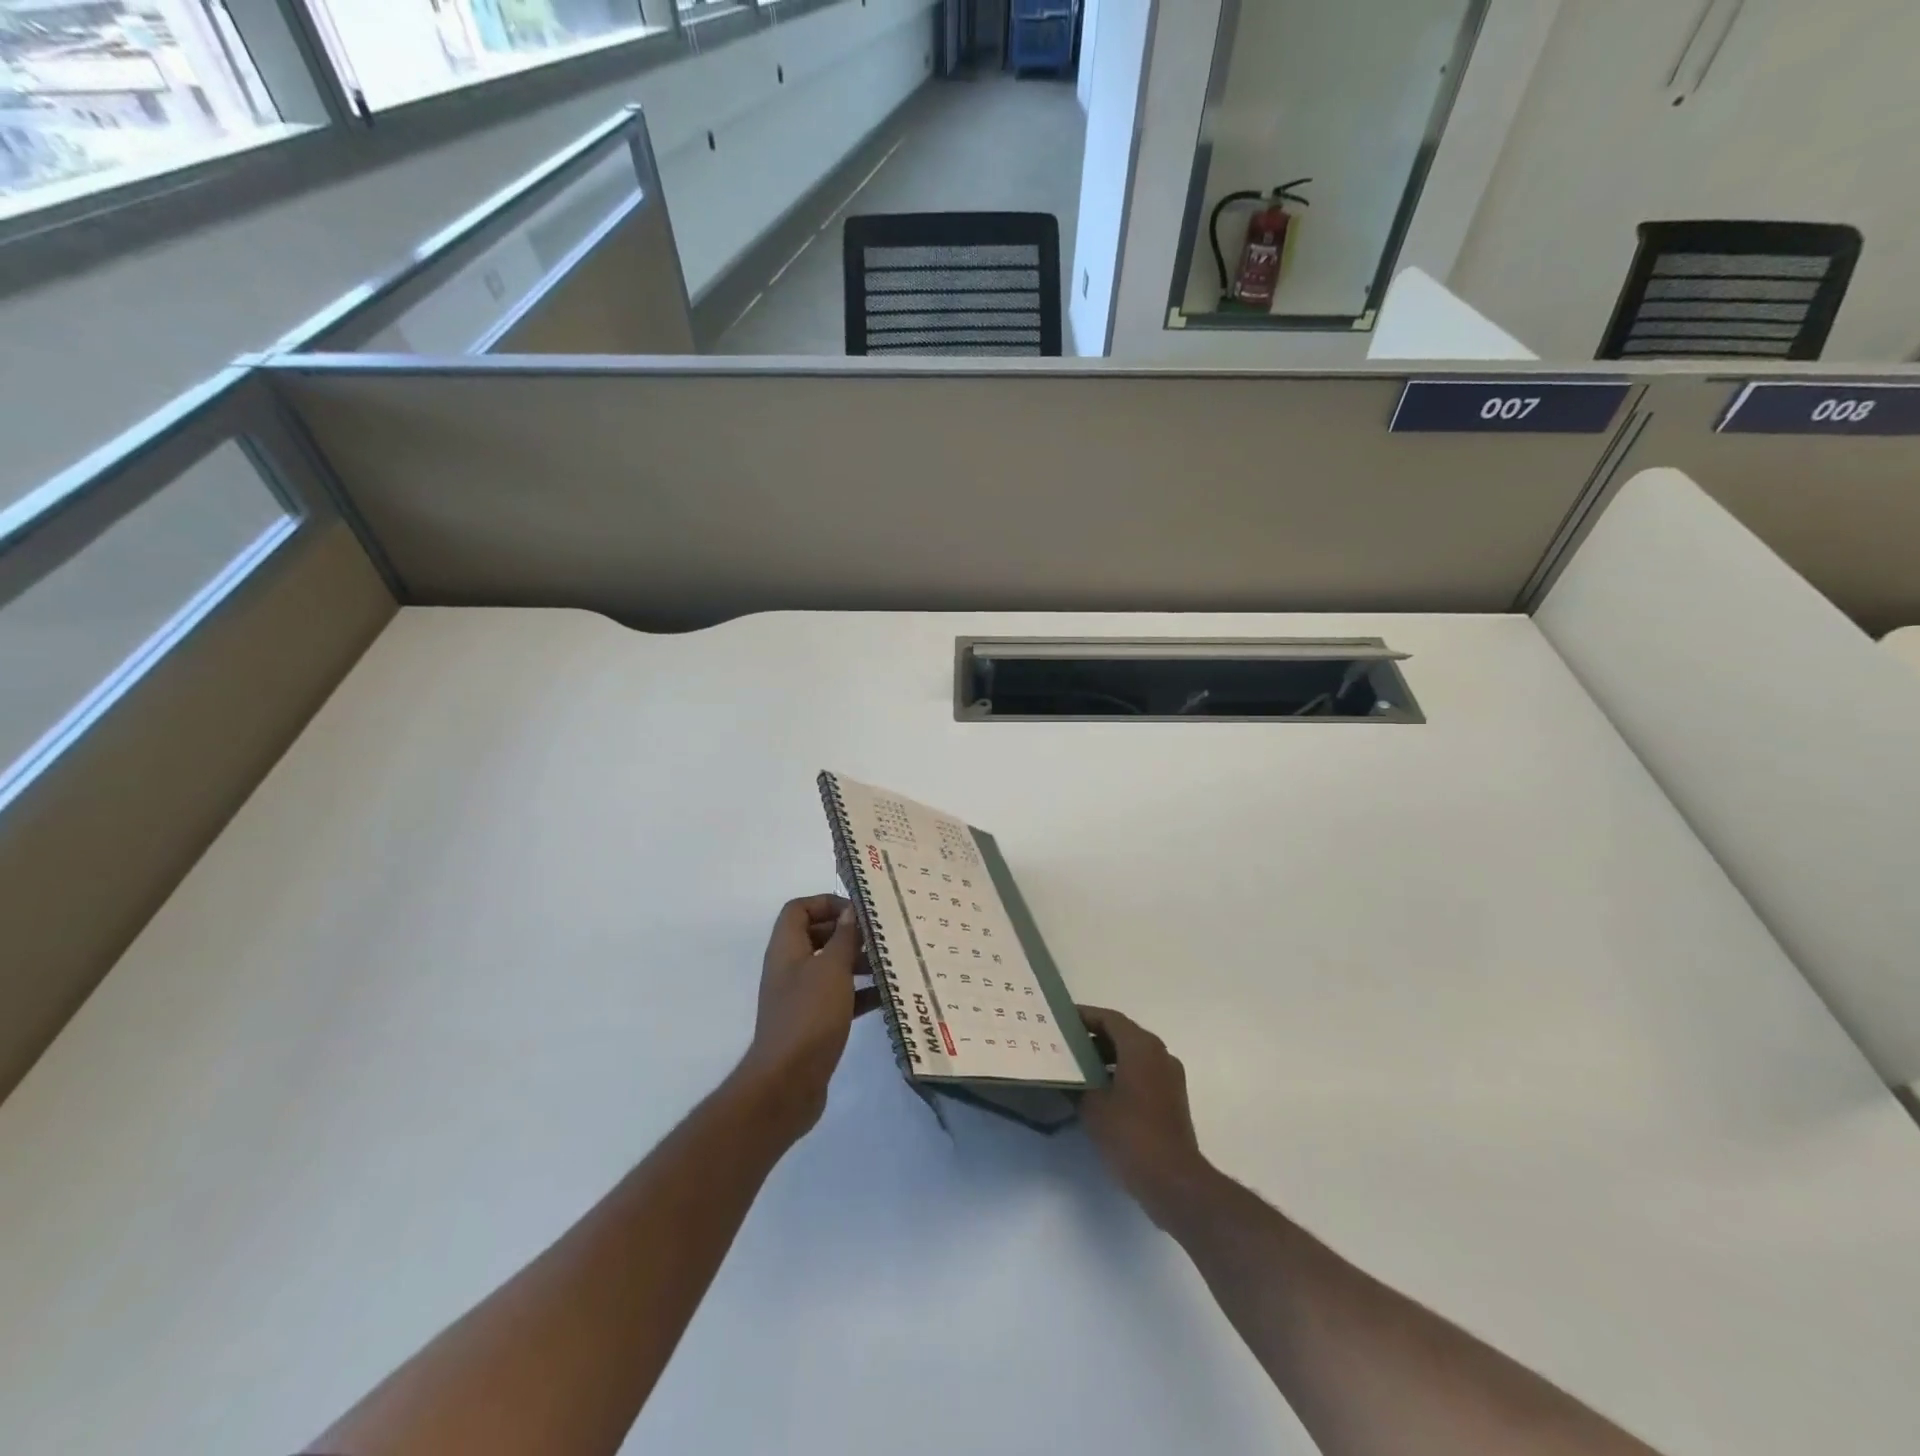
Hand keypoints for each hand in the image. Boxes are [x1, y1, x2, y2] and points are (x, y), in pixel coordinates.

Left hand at [735, 895, 877, 1137]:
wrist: (786, 1084)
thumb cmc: (808, 1016)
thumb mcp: (832, 969)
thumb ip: (843, 938)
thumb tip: (851, 912)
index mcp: (786, 949)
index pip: (799, 909)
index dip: (826, 903)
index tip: (858, 913)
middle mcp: (790, 968)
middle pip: (817, 936)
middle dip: (848, 933)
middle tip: (880, 937)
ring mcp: (800, 997)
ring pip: (831, 967)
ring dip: (858, 963)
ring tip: (890, 964)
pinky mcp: (813, 1023)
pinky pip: (839, 997)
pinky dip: (860, 994)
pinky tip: (887, 997)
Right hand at [1077, 1006, 1209, 1225]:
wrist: (1173, 1180)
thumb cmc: (1130, 1134)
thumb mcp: (1092, 1107)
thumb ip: (1076, 1083)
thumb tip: (1064, 1074)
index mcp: (1141, 1047)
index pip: (1109, 1019)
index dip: (1084, 1016)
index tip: (1061, 1020)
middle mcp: (1159, 1054)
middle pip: (1122, 1034)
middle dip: (1093, 1036)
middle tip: (1064, 1042)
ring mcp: (1169, 1077)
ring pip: (1133, 1054)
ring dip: (1106, 1056)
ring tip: (1077, 1066)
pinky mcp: (1171, 1099)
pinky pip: (1142, 1073)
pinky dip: (1120, 1073)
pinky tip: (1098, 1091)